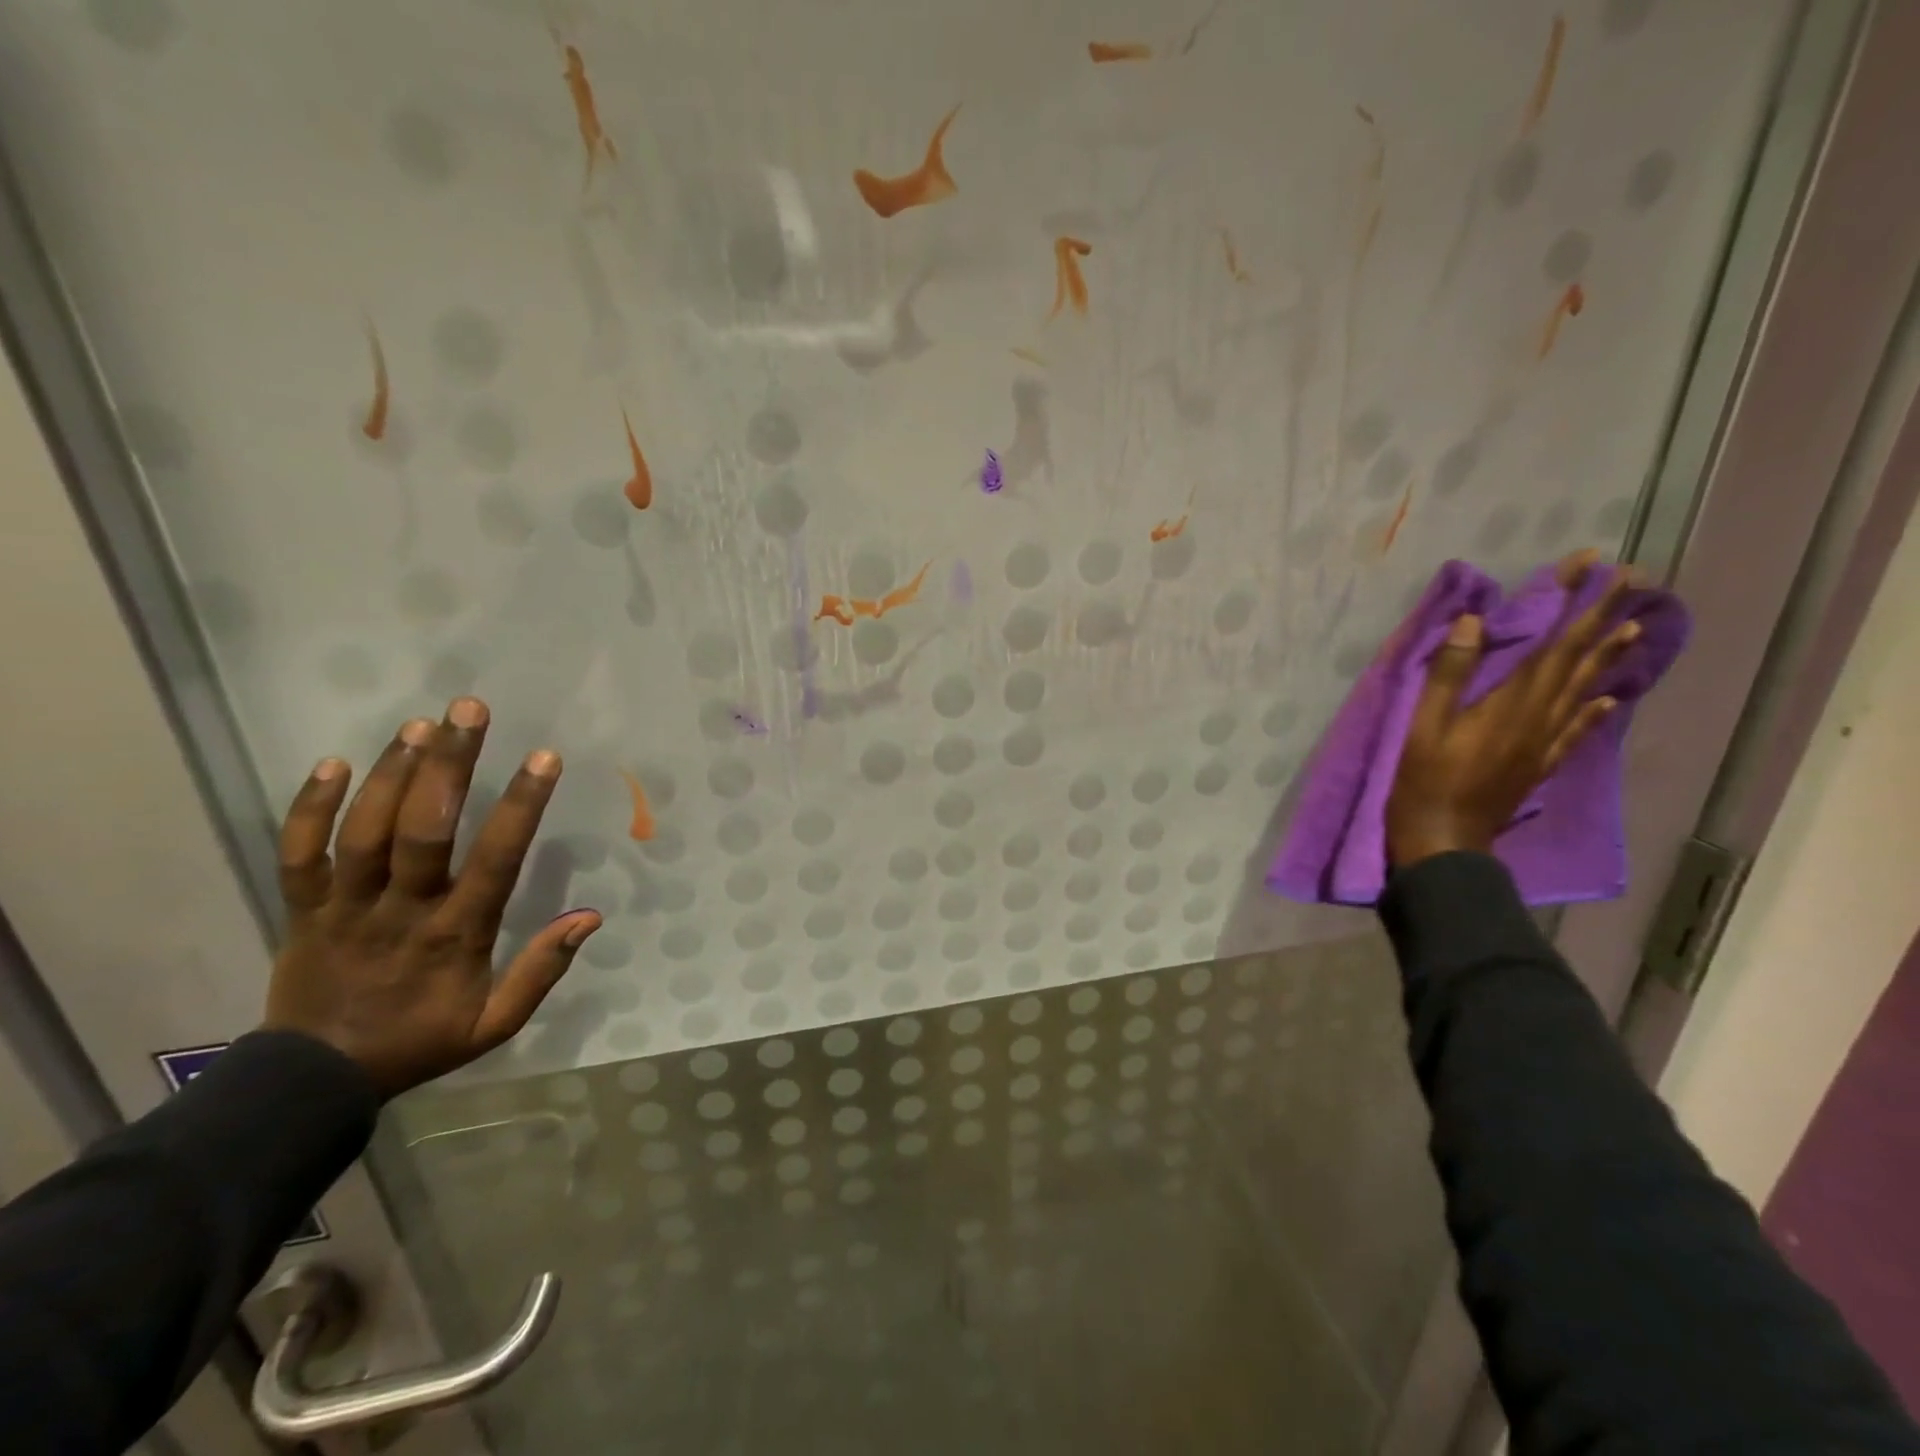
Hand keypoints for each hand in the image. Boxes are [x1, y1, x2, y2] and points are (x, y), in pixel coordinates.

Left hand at [263, 698, 600, 1098]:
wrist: (315, 1080)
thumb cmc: (419, 1041)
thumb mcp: (495, 1024)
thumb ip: (542, 970)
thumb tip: (590, 916)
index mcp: (455, 934)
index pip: (496, 859)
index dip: (520, 806)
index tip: (543, 758)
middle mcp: (402, 909)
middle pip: (423, 829)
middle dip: (449, 765)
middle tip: (468, 709)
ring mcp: (345, 906)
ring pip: (365, 830)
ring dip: (393, 773)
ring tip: (421, 724)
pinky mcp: (302, 909)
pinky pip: (298, 853)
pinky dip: (308, 808)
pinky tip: (332, 762)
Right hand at [1385, 551, 1641, 869]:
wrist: (1445, 842)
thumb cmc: (1424, 781)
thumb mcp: (1425, 724)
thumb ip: (1450, 673)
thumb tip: (1476, 621)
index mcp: (1512, 704)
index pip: (1552, 642)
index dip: (1573, 602)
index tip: (1591, 563)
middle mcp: (1540, 718)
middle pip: (1578, 661)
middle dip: (1604, 617)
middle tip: (1634, 580)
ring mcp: (1544, 744)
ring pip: (1585, 691)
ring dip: (1608, 657)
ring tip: (1634, 626)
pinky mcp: (1539, 764)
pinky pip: (1578, 729)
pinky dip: (1597, 709)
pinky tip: (1611, 698)